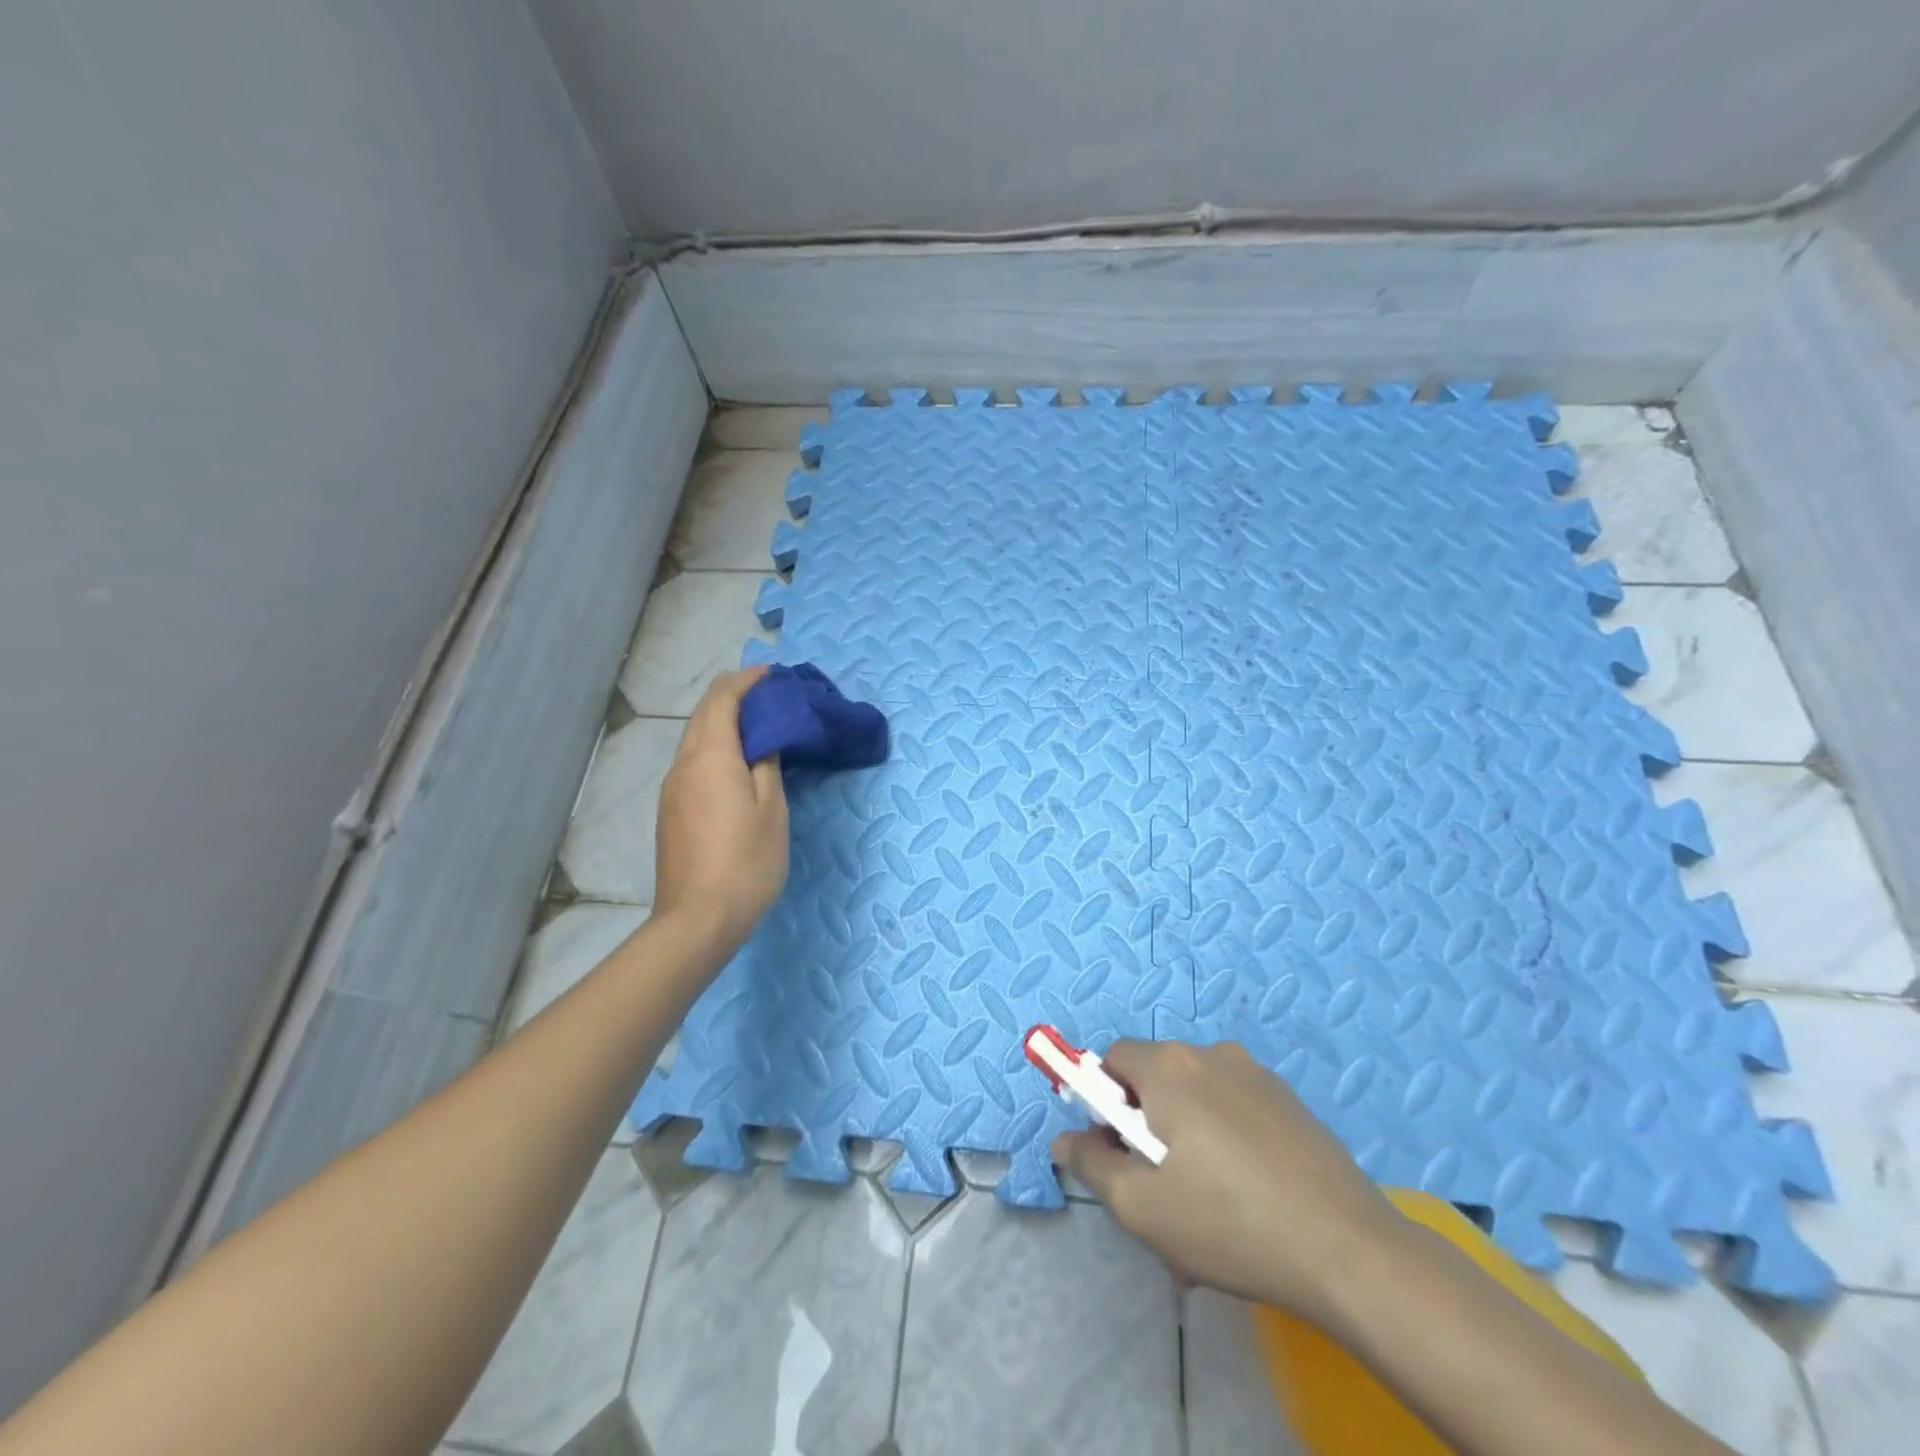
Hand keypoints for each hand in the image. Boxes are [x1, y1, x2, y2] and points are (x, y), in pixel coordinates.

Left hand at [653, 670, 789, 951]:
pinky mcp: (671, 812)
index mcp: (709, 756)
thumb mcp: (772, 809)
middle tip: (773, 700)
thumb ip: (767, 763)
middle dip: (736, 698)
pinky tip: (739, 766)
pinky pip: (694, 763)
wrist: (697, 920)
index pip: (722, 698)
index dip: (748, 680)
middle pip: (704, 714)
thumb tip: (763, 738)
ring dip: (726, 724)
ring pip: (696, 739)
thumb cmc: (746, 862)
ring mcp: (672, 790)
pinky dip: (717, 749)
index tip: (776, 676)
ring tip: (761, 729)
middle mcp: (682, 765)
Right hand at [1053, 1040, 1402, 1324]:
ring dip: (1185, 1134)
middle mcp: (1209, 1054)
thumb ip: (1093, 1165)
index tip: (1116, 1152)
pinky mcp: (1289, 1100)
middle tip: (1159, 1188)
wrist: (1350, 1252)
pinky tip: (1247, 1196)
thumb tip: (1065, 1140)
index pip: (1112, 1061)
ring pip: (1196, 1095)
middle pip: (1154, 1077)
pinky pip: (1234, 1107)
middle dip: (1144, 1124)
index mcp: (1168, 1067)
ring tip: (1206, 1202)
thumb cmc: (1230, 1225)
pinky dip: (1225, 1138)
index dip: (1102, 1102)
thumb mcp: (1142, 1207)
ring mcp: (1255, 1074)